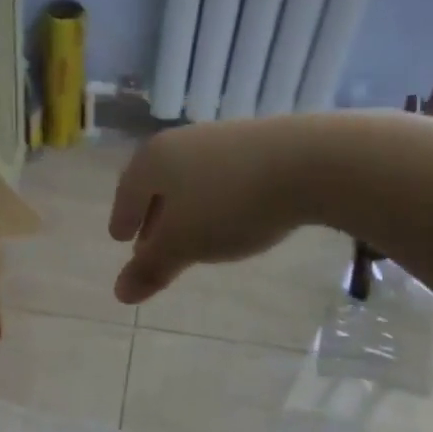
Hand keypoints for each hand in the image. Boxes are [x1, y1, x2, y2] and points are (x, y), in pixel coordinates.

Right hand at [108, 119, 309, 302]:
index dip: (122, 218)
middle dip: (152, 214)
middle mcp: (183, 142)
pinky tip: (230, 218)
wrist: (313, 162)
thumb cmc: (229, 204)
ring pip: (191, 178)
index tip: (120, 238)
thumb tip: (119, 292)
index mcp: (154, 160)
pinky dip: (215, 198)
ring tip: (192, 234)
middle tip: (151, 242)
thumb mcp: (183, 244)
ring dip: (185, 208)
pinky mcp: (261, 143)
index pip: (127, 192)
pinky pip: (223, 175)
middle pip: (158, 182)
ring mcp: (223, 138)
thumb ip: (150, 268)